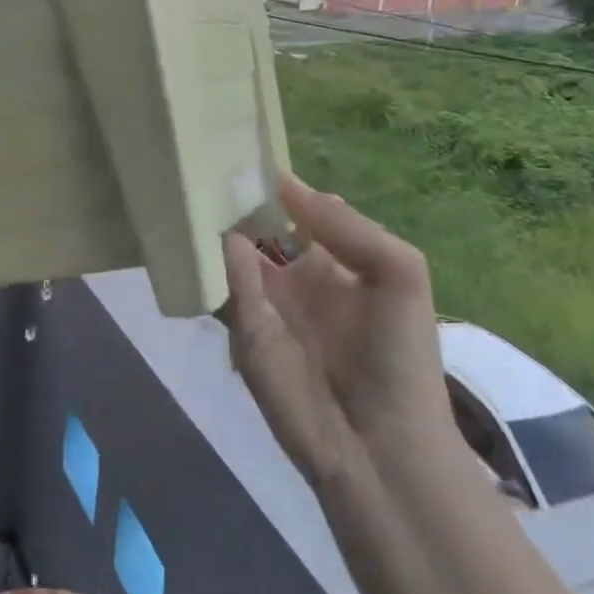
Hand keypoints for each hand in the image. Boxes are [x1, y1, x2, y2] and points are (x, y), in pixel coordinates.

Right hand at [222, 174, 453, 486]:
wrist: (383, 448)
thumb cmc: (401, 354)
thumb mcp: (399, 272)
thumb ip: (346, 226)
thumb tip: (286, 186)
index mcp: (335, 259)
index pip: (299, 208)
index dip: (278, 183)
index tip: (245, 146)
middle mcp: (294, 275)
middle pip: (258, 224)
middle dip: (237, 197)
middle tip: (206, 159)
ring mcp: (264, 303)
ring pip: (233, 251)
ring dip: (217, 223)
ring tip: (191, 179)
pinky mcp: (241, 331)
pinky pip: (226, 287)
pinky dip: (215, 261)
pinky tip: (206, 230)